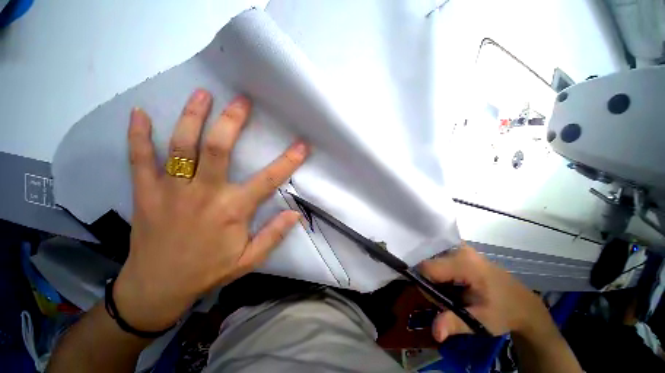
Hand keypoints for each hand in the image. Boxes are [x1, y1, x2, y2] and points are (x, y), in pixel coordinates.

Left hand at [113, 89, 309, 331]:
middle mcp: (204, 194)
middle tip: (242, 101)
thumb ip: (273, 235)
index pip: (268, 180)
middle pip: (218, 149)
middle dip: (232, 121)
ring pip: (181, 146)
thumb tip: (296, 214)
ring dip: (191, 117)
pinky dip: (138, 135)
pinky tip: (139, 113)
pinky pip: (139, 159)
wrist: (157, 288)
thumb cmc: (207, 272)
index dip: (288, 161)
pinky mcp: (145, 193)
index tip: (302, 145)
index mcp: (232, 210)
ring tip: (202, 94)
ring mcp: (171, 191)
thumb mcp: (249, 259)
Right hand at [420, 245, 547, 341]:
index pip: (426, 268)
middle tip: (447, 299)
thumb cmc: (503, 312)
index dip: (424, 284)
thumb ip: (455, 323)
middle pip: (428, 263)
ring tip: (452, 293)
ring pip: (432, 261)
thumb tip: (435, 333)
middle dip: (431, 283)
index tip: (436, 301)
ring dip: (436, 279)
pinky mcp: (460, 250)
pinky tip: (452, 284)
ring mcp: (460, 247)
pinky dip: (440, 273)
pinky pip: (439, 259)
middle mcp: (458, 249)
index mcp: (464, 263)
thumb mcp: (480, 321)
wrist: (523, 304)